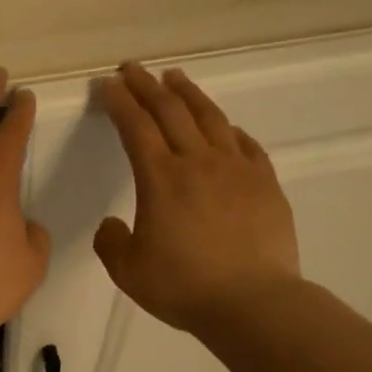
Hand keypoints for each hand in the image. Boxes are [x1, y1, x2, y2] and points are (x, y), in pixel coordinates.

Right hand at [94, 61, 301, 334]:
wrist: (252, 303)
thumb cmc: (184, 287)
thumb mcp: (128, 271)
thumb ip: (111, 242)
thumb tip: (112, 224)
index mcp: (160, 178)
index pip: (135, 126)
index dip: (119, 101)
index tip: (107, 84)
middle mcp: (198, 162)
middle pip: (170, 111)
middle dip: (147, 86)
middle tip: (132, 69)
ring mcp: (236, 169)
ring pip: (210, 118)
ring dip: (188, 94)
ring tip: (174, 78)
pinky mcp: (265, 183)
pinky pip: (245, 144)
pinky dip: (228, 129)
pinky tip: (224, 127)